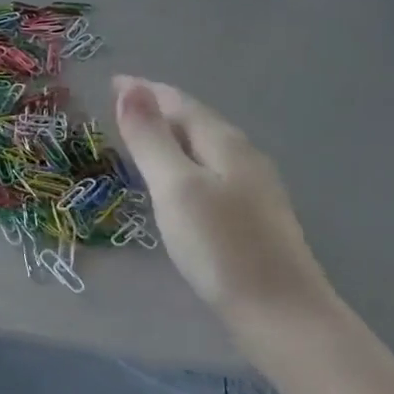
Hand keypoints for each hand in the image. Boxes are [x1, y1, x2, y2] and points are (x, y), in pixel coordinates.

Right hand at [113, 75, 335, 326]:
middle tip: (123, 108)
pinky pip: (212, 173)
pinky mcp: (254, 217)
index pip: (180, 103)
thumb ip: (151, 139)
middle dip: (160, 110)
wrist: (279, 311)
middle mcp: (244, 157)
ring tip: (145, 140)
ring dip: (174, 137)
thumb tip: (130, 89)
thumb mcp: (175, 188)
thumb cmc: (220, 247)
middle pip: (196, 122)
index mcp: (225, 143)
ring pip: (206, 148)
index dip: (145, 91)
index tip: (114, 82)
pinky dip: (186, 164)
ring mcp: (254, 188)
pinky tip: (179, 184)